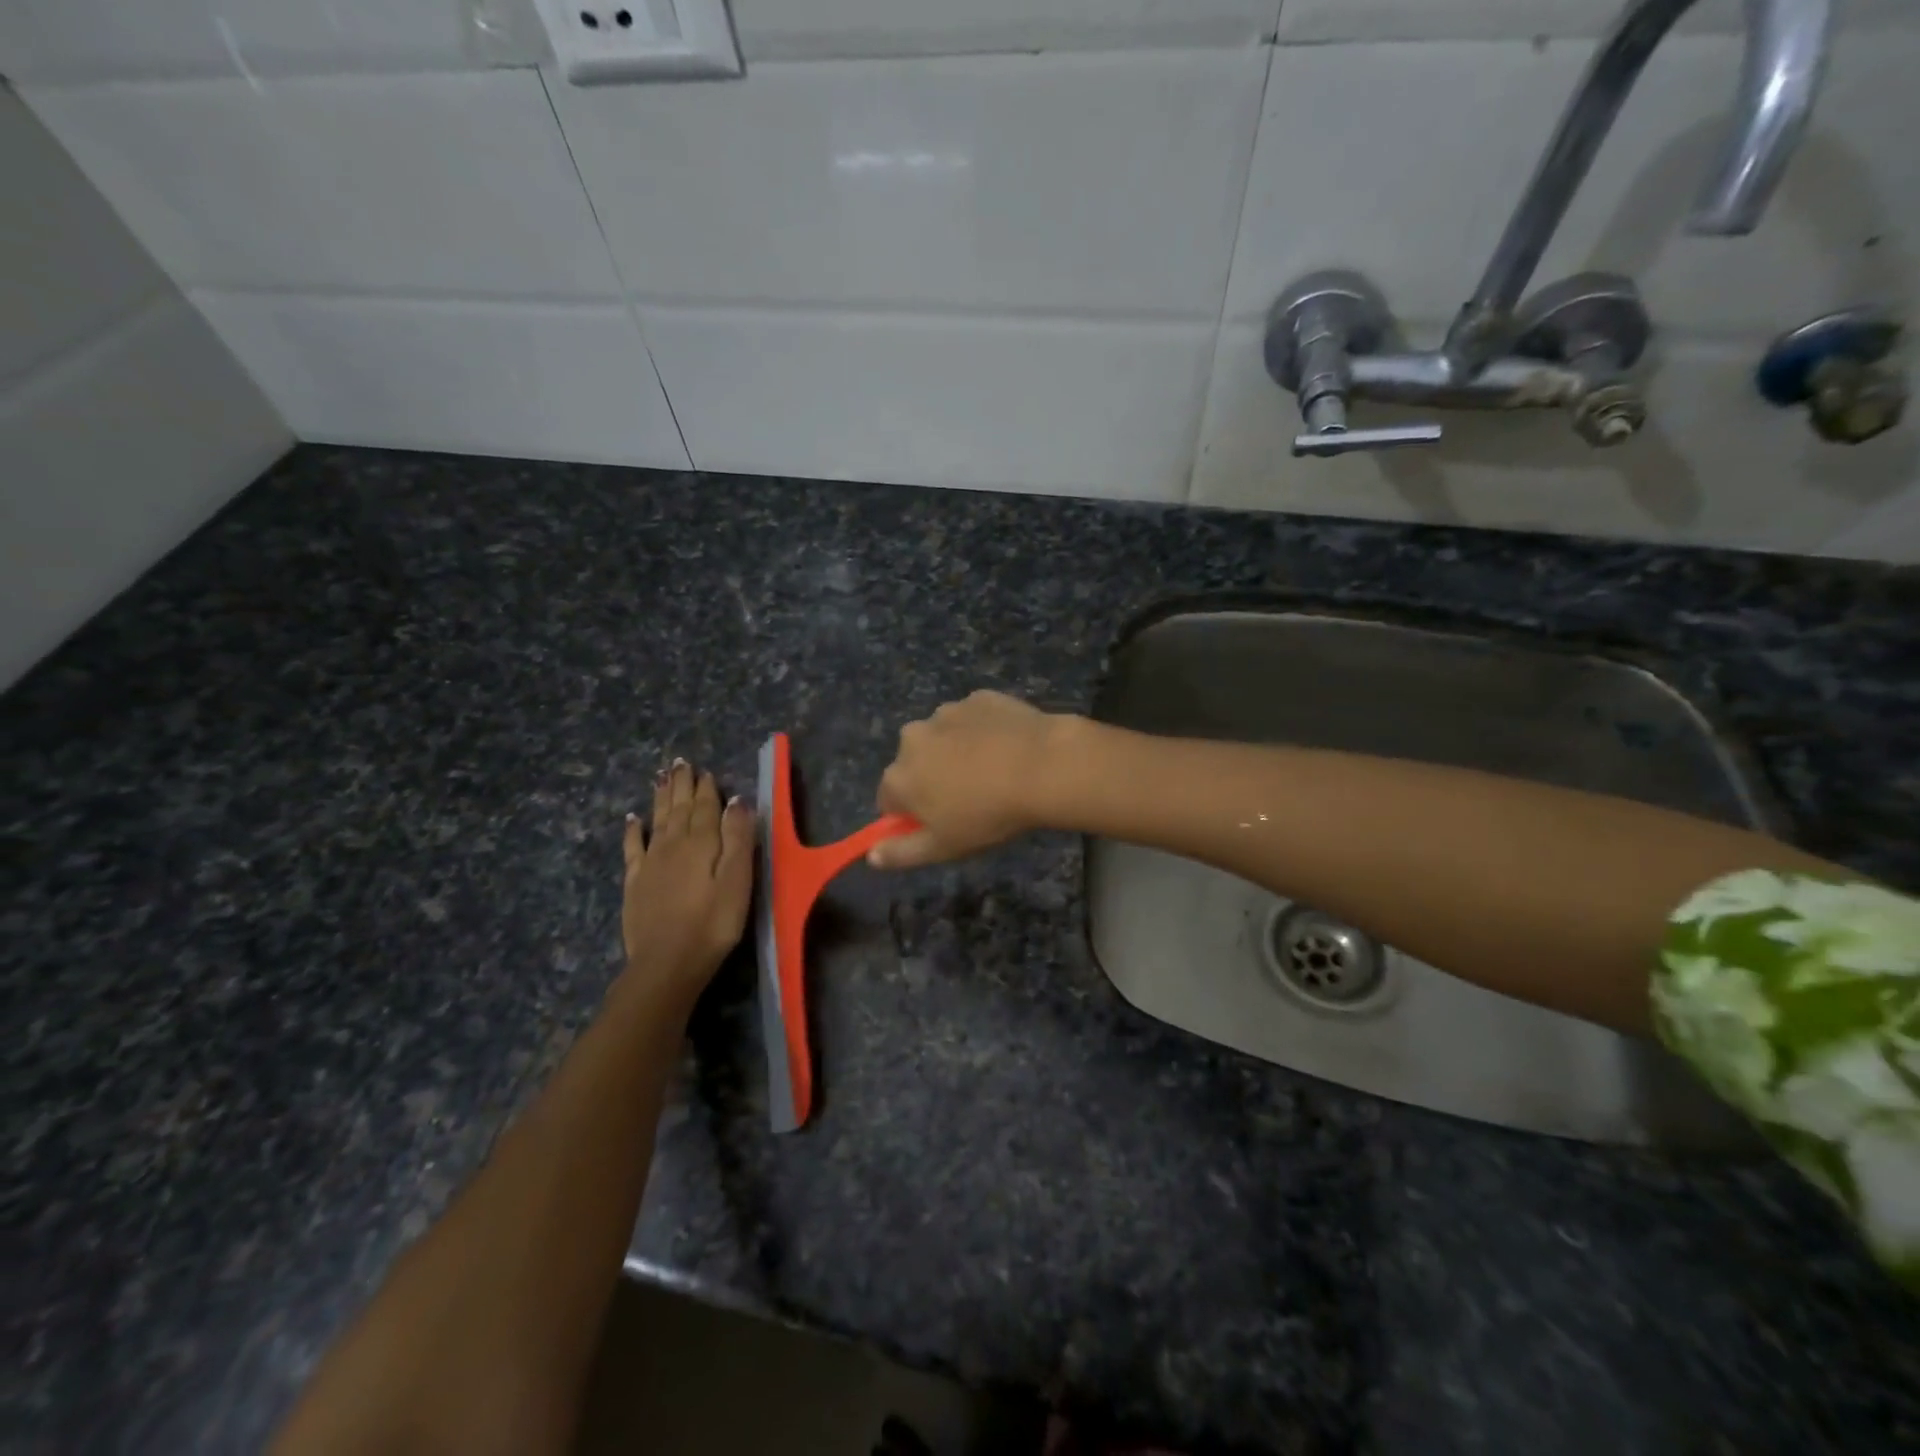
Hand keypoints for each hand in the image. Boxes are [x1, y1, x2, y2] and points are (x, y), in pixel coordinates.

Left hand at [621, 760, 754, 1006]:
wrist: (667, 962)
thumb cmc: (713, 923)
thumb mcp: (738, 880)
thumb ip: (738, 838)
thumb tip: (736, 801)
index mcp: (702, 843)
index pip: (705, 807)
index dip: (706, 788)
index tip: (706, 770)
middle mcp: (674, 844)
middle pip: (679, 808)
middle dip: (681, 785)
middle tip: (680, 762)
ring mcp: (651, 862)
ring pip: (657, 820)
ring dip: (660, 797)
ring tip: (661, 776)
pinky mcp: (635, 882)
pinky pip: (633, 847)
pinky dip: (633, 830)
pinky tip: (632, 818)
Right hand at [870, 691, 1070, 868]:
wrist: (1043, 767)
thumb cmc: (988, 815)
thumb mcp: (943, 848)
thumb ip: (901, 853)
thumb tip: (871, 855)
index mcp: (898, 776)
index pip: (888, 800)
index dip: (912, 815)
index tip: (940, 823)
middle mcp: (912, 737)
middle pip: (914, 764)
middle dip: (932, 778)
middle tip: (971, 798)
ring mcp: (946, 712)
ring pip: (943, 738)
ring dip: (956, 751)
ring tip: (994, 772)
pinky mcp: (978, 697)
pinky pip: (973, 719)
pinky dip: (983, 731)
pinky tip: (1008, 748)